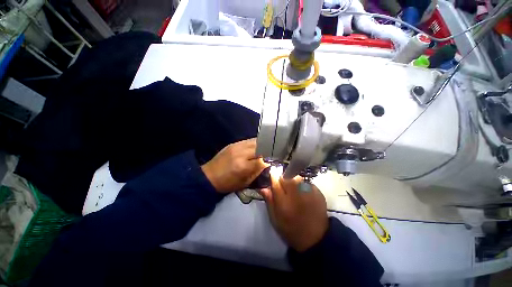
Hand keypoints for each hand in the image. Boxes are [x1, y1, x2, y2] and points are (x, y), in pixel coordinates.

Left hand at [201, 138, 267, 192]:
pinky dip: (254, 143)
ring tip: (265, 149)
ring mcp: (236, 146)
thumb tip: (267, 164)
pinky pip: (248, 140)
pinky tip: (256, 147)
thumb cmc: (227, 183)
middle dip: (267, 151)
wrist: (209, 176)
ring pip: (255, 141)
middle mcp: (241, 153)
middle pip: (260, 147)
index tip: (272, 162)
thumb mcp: (245, 182)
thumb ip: (257, 172)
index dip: (269, 161)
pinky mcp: (233, 144)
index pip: (262, 160)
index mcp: (243, 166)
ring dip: (262, 145)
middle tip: (271, 154)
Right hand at [259, 175, 327, 251]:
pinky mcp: (318, 192)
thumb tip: (263, 188)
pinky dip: (303, 186)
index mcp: (284, 202)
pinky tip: (304, 195)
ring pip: (297, 178)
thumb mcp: (275, 219)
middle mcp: (296, 194)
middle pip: (287, 176)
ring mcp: (309, 192)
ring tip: (294, 191)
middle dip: (283, 179)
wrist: (316, 238)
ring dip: (293, 181)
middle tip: (284, 187)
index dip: (273, 176)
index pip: (276, 182)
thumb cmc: (291, 230)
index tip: (272, 174)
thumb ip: (269, 201)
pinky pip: (306, 182)